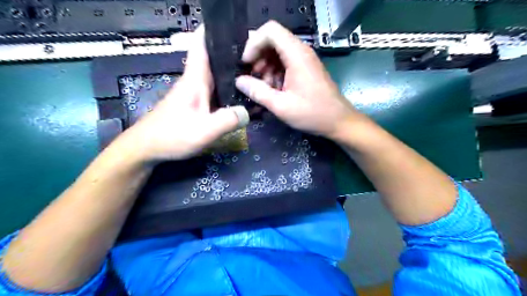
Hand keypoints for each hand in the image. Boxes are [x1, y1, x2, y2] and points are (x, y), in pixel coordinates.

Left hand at [124, 27, 248, 161]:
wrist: (147, 148)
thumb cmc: (172, 135)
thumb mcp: (204, 130)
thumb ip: (227, 120)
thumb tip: (248, 112)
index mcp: (195, 80)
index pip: (202, 46)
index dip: (213, 32)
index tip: (233, 28)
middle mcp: (195, 82)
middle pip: (215, 60)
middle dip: (233, 54)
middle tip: (258, 56)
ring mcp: (195, 94)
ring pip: (217, 76)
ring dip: (233, 72)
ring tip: (255, 73)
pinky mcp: (195, 105)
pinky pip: (216, 91)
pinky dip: (229, 89)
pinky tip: (240, 96)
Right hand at [236, 21, 362, 140]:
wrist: (338, 121)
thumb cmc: (312, 113)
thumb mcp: (281, 106)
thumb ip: (258, 92)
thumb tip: (239, 81)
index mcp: (296, 54)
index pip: (270, 31)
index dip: (253, 44)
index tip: (246, 64)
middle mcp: (301, 51)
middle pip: (272, 41)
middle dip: (258, 58)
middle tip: (254, 79)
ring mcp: (305, 60)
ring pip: (278, 53)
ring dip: (266, 68)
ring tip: (265, 88)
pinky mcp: (306, 69)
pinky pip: (286, 63)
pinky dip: (275, 73)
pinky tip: (275, 90)